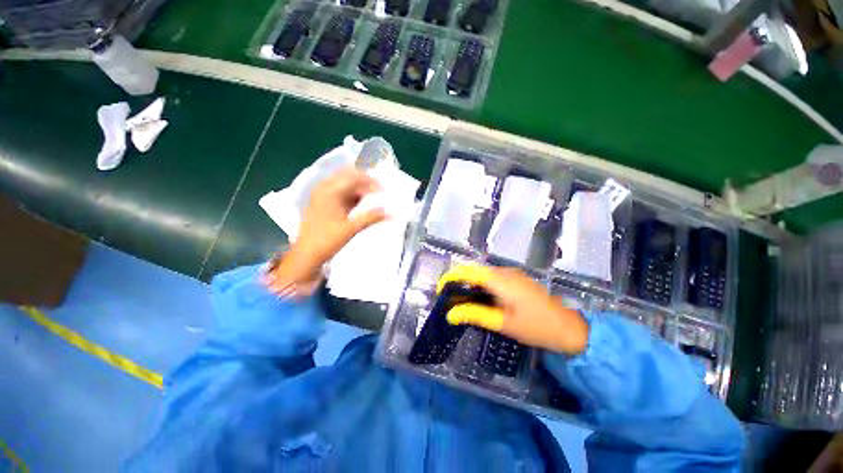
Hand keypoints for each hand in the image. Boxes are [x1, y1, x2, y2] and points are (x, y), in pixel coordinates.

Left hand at [265, 168, 385, 292]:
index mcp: (330, 191)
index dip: (372, 182)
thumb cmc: (327, 240)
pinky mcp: (322, 201)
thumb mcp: (352, 228)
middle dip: (365, 182)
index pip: (355, 178)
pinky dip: (351, 194)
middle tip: (379, 193)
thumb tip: (390, 212)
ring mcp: (322, 194)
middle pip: (349, 176)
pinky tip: (360, 203)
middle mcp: (324, 187)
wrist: (306, 254)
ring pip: (344, 183)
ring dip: (359, 188)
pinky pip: (340, 191)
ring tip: (372, 199)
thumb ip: (371, 217)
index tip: (384, 192)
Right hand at [437, 265, 589, 354]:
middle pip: (474, 270)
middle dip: (459, 281)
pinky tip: (481, 300)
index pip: (467, 272)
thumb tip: (450, 314)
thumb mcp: (503, 323)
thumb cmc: (536, 327)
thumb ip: (475, 315)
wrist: (569, 328)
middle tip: (450, 299)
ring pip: (483, 274)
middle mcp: (504, 272)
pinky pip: (493, 278)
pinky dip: (482, 286)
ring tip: (462, 301)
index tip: (440, 290)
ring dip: (470, 284)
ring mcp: (512, 274)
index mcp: (499, 280)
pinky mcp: (517, 279)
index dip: (451, 277)